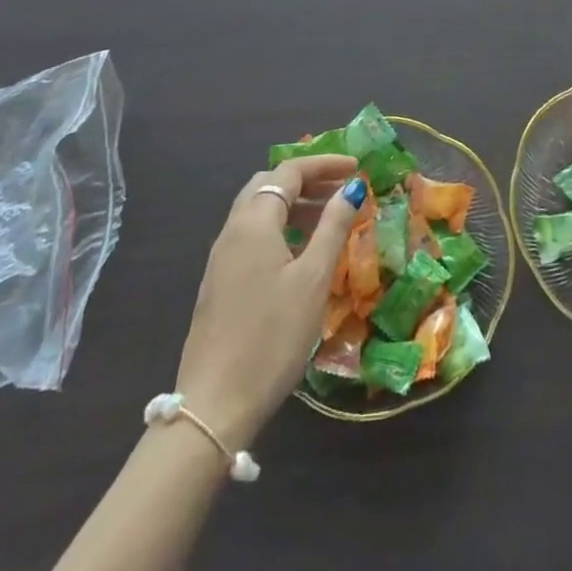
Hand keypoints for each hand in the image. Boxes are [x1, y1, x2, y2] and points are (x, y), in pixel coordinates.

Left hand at [173, 156, 366, 447]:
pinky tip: (302, 252)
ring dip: (294, 204)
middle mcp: (232, 231)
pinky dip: (280, 227)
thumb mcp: (313, 279)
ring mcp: (221, 259)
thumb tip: (352, 187)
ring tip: (330, 218)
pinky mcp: (219, 284)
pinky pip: (252, 236)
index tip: (357, 168)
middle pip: (269, 185)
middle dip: (307, 180)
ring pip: (259, 211)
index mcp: (253, 223)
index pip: (289, 171)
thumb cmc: (272, 336)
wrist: (214, 406)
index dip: (324, 164)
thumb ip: (334, 227)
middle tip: (342, 189)